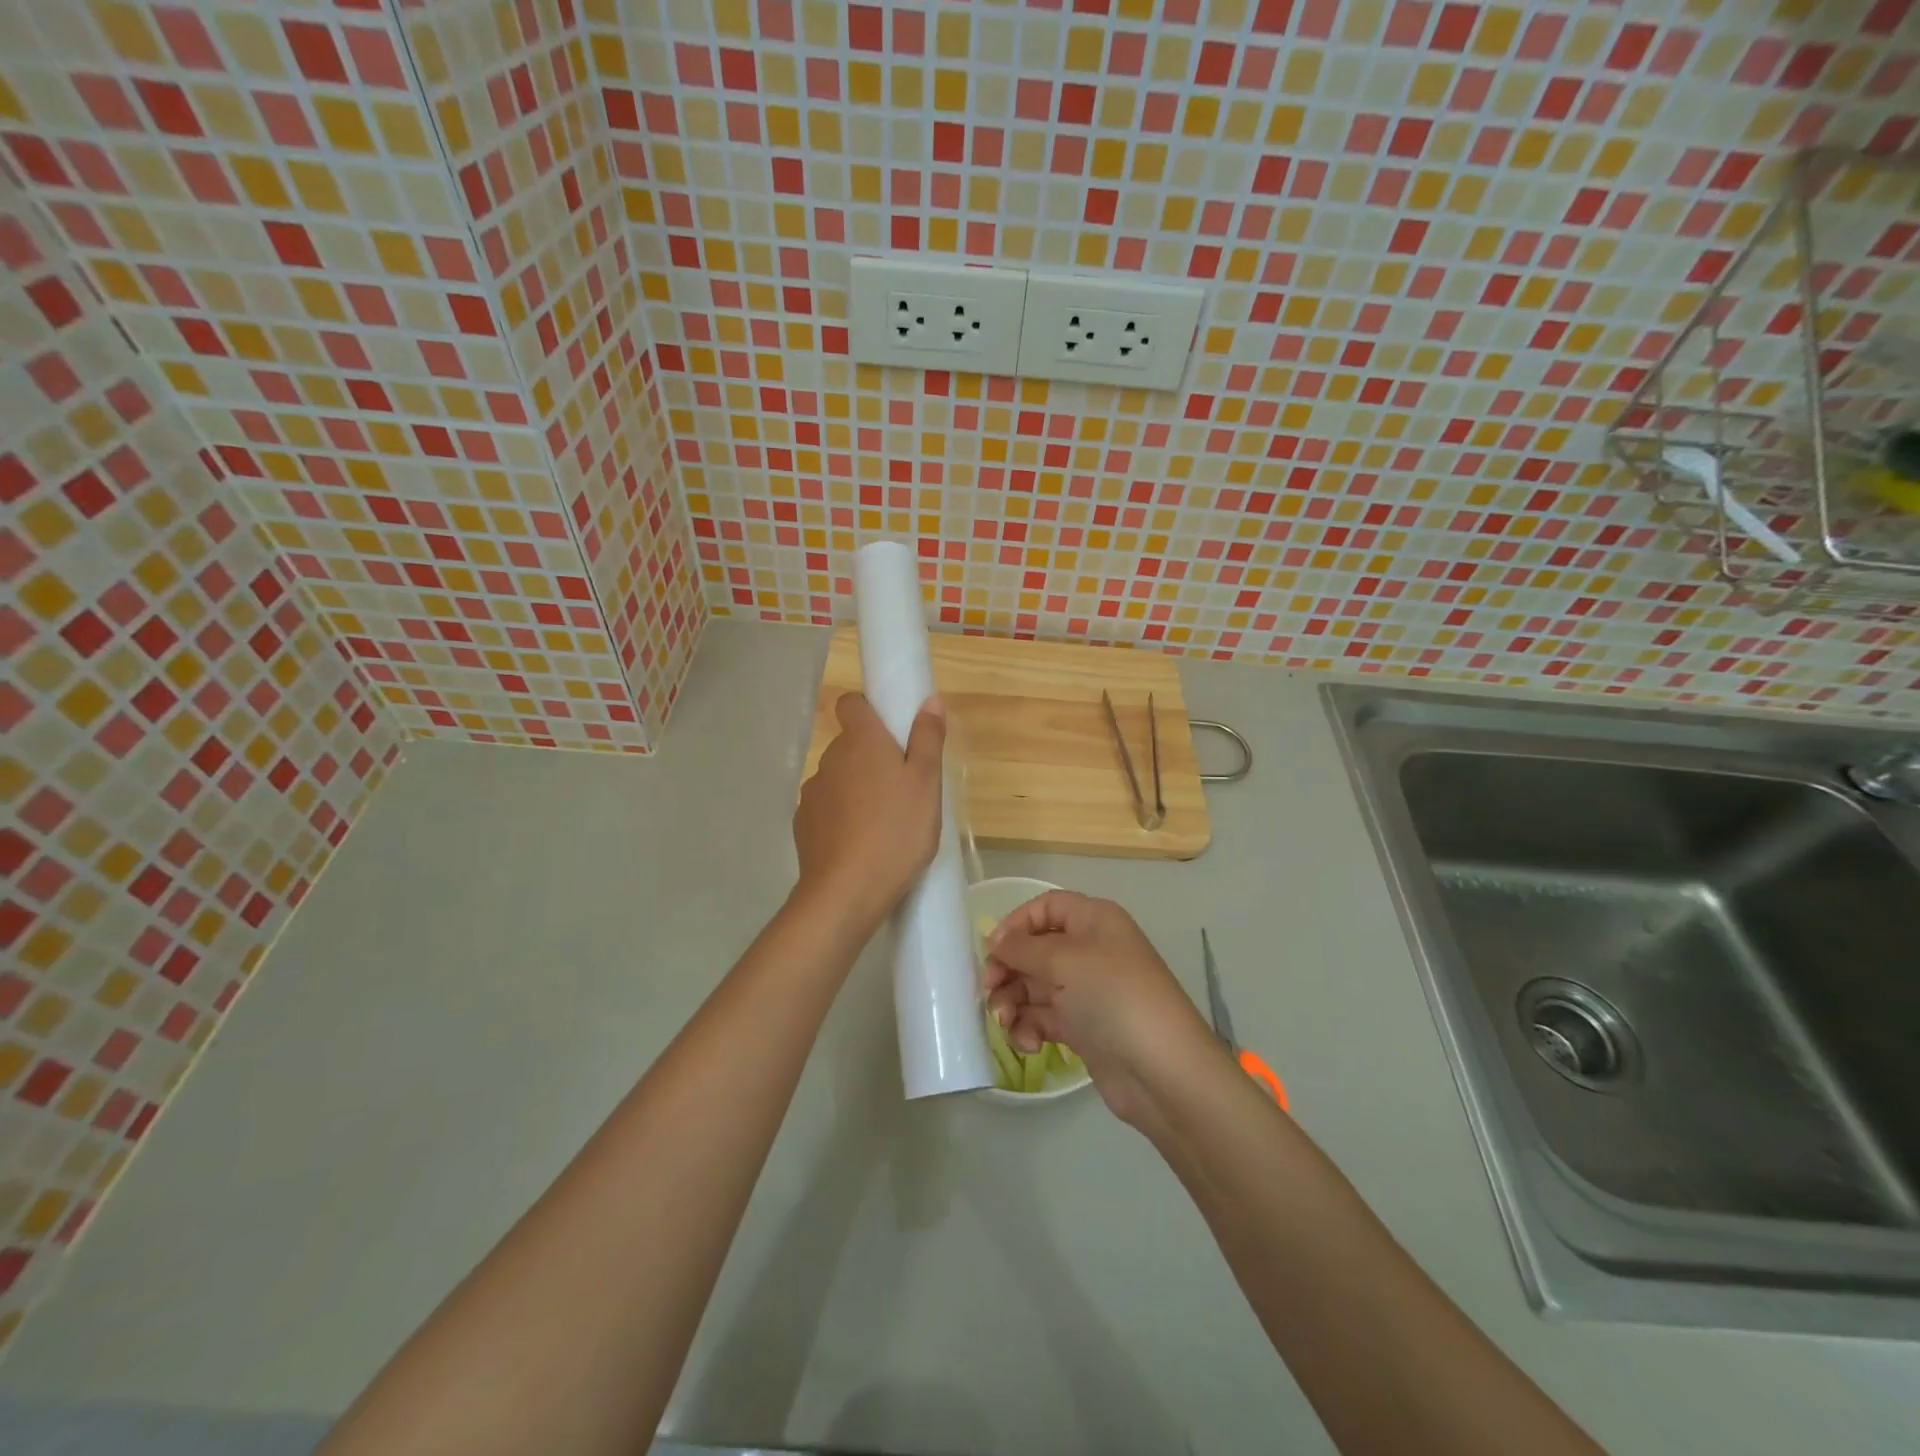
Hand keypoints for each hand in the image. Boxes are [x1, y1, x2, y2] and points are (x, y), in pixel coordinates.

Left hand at [793, 691, 945, 931]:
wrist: (846, 892)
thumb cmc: (897, 832)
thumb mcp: (926, 784)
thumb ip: (928, 739)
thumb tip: (929, 699)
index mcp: (861, 742)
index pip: (851, 703)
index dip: (869, 710)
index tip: (892, 732)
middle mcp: (830, 759)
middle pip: (850, 744)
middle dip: (872, 757)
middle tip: (903, 787)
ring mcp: (812, 793)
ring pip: (839, 779)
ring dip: (857, 789)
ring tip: (884, 822)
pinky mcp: (803, 825)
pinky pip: (827, 809)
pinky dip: (842, 817)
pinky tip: (861, 844)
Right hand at [984, 892, 1218, 1125]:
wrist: (1162, 1071)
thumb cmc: (1113, 998)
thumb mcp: (1064, 961)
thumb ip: (1022, 947)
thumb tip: (996, 940)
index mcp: (1094, 921)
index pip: (1046, 907)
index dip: (1016, 924)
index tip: (992, 950)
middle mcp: (1091, 950)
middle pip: (1035, 949)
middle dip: (1008, 969)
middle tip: (989, 992)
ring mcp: (1087, 991)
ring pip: (1035, 986)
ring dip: (1013, 1002)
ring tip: (1006, 1023)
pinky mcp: (1083, 1027)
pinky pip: (1044, 1017)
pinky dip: (1030, 1027)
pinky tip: (1029, 1043)